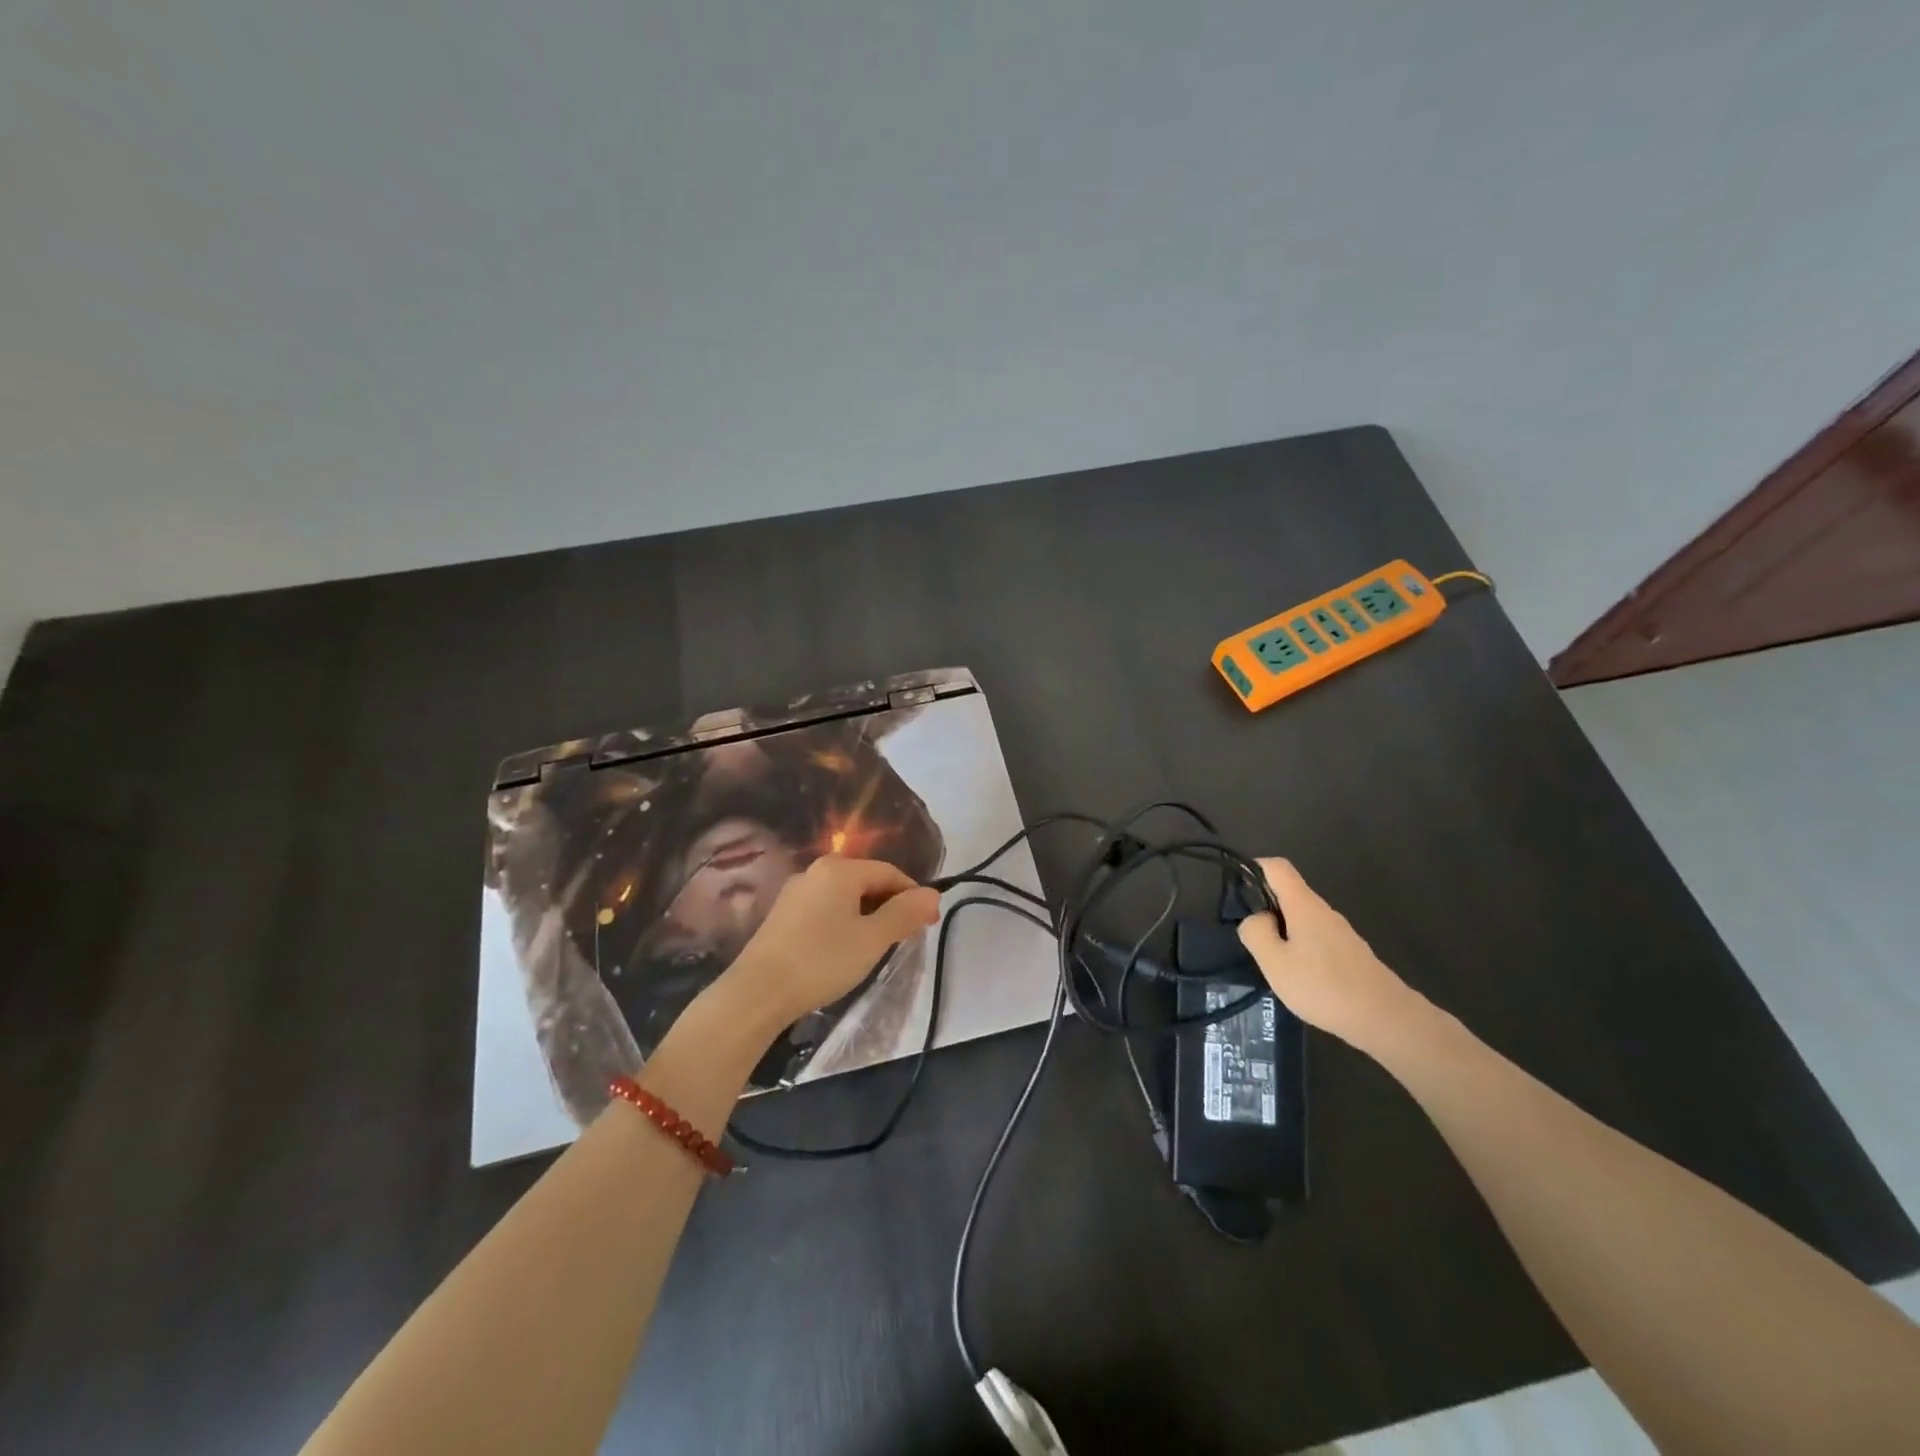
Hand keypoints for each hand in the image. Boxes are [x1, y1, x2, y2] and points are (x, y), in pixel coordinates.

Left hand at [722, 855, 941, 1030]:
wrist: (757, 993)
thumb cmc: (822, 961)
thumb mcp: (872, 939)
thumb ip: (904, 913)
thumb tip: (933, 893)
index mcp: (840, 869)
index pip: (889, 872)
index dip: (914, 895)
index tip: (929, 924)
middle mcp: (816, 871)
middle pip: (866, 880)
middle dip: (891, 905)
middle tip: (907, 936)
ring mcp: (795, 891)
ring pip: (845, 895)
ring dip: (868, 914)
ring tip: (878, 944)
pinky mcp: (782, 913)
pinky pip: (825, 907)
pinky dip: (844, 920)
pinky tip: (845, 948)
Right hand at [1236, 857, 1422, 1052]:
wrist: (1386, 1019)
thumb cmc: (1324, 987)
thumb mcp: (1275, 962)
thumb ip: (1256, 933)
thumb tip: (1255, 918)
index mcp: (1304, 905)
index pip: (1277, 867)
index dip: (1255, 869)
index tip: (1237, 892)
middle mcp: (1324, 911)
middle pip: (1289, 893)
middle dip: (1265, 908)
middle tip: (1251, 939)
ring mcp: (1340, 932)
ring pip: (1302, 918)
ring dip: (1282, 932)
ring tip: (1272, 963)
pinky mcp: (1350, 953)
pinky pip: (1315, 938)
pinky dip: (1300, 947)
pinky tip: (1299, 977)